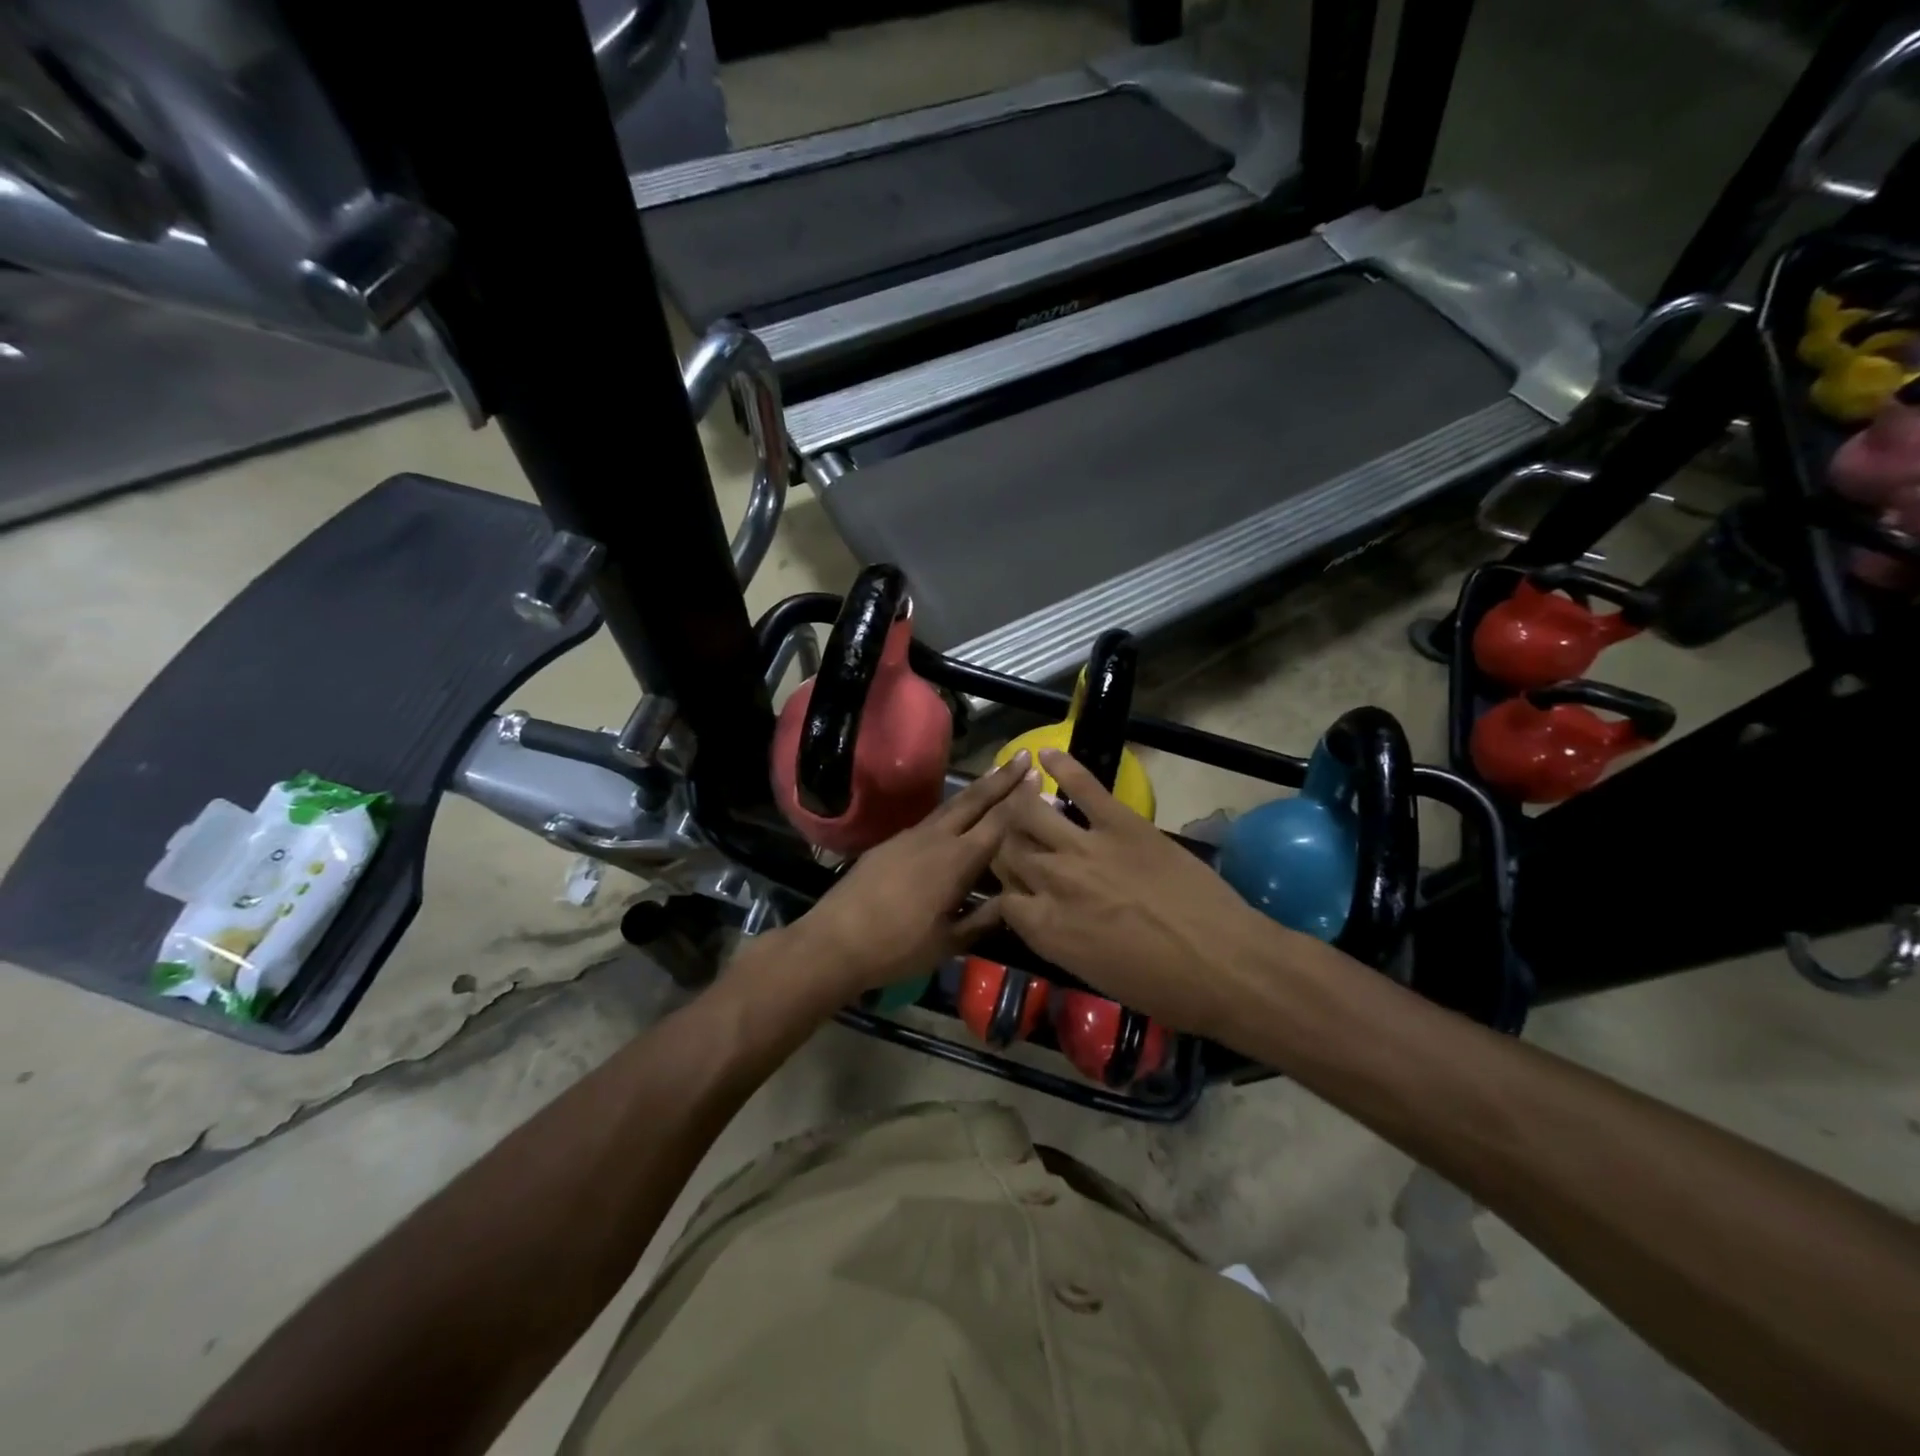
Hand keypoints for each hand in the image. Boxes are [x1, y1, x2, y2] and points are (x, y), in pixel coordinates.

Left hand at [783, 751, 1031, 1001]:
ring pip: (950, 806)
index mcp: (957, 861)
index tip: (1037, 776)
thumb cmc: (898, 948)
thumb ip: (984, 919)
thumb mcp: (950, 942)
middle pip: (974, 801)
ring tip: (995, 776)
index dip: (1019, 799)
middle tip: (1023, 757)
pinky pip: (930, 819)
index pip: (997, 822)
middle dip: (1001, 778)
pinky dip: (952, 810)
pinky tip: (956, 815)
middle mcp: (936, 838)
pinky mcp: (890, 843)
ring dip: (976, 790)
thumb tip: (1015, 899)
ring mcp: (910, 836)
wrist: (835, 940)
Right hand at [993, 750, 1279, 1035]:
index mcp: (1045, 928)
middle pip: (1008, 851)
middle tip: (1014, 842)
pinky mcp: (1120, 822)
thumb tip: (1048, 917)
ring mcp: (1084, 846)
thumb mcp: (1093, 975)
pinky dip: (1063, 765)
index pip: (1001, 899)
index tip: (1015, 892)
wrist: (1224, 964)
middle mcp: (1052, 882)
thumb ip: (1058, 939)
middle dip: (1005, 847)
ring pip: (1030, 813)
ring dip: (1018, 805)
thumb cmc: (1164, 989)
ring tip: (1017, 795)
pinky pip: (1083, 785)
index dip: (1003, 893)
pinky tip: (1045, 753)